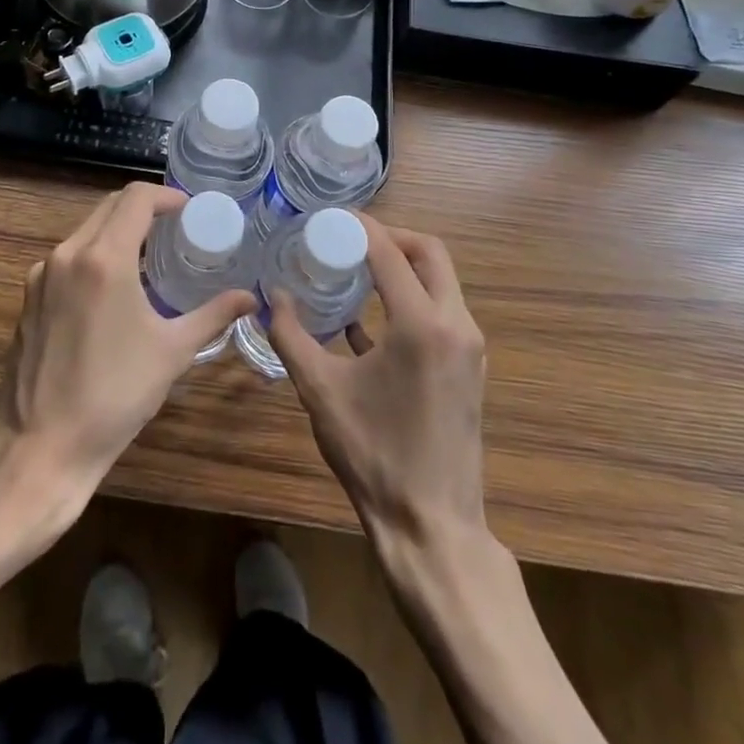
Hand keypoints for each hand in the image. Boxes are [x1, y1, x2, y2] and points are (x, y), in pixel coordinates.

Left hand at [0, 182, 255, 499]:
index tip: (188, 211)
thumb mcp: (172, 352)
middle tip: (174, 229)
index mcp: (105, 259)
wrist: (40, 446)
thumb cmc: (114, 396)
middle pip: (109, 207)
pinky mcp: (29, 296)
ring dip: (117, 231)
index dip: (166, 196)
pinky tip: (112, 289)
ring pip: (86, 230)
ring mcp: (42, 274)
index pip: (136, 198)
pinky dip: (94, 255)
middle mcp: (69, 254)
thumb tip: (250, 298)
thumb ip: (213, 315)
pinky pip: (68, 257)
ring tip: (147, 257)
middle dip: (143, 209)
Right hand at [268, 217, 488, 553]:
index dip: (361, 227)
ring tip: (356, 270)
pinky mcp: (470, 367)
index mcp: (421, 324)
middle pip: (430, 253)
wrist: (431, 525)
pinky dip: (412, 299)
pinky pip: (443, 311)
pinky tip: (368, 320)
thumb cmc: (373, 455)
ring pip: (441, 281)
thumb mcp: (320, 391)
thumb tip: (272, 295)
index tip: (332, 218)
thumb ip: (291, 335)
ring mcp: (469, 347)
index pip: (391, 252)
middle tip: (350, 239)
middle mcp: (455, 325)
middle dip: (391, 237)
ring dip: (403, 266)